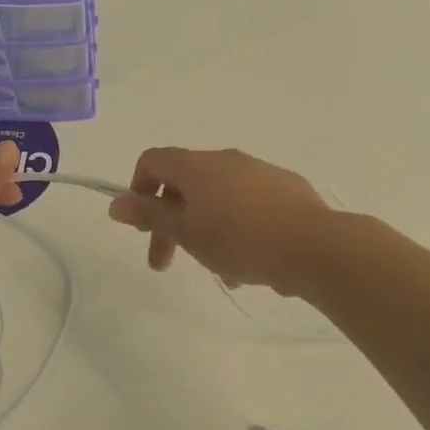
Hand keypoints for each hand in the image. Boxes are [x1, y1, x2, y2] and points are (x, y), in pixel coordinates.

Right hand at [107, 147, 333, 292]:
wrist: (313, 246)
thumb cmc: (239, 239)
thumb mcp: (186, 232)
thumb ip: (149, 216)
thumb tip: (115, 204)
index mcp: (197, 165)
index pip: (153, 160)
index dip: (138, 188)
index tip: (143, 225)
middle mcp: (226, 160)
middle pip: (185, 184)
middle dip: (170, 223)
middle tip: (165, 263)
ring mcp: (259, 172)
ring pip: (217, 199)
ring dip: (205, 231)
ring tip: (217, 270)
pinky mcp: (286, 189)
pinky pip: (248, 206)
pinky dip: (236, 229)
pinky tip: (247, 265)